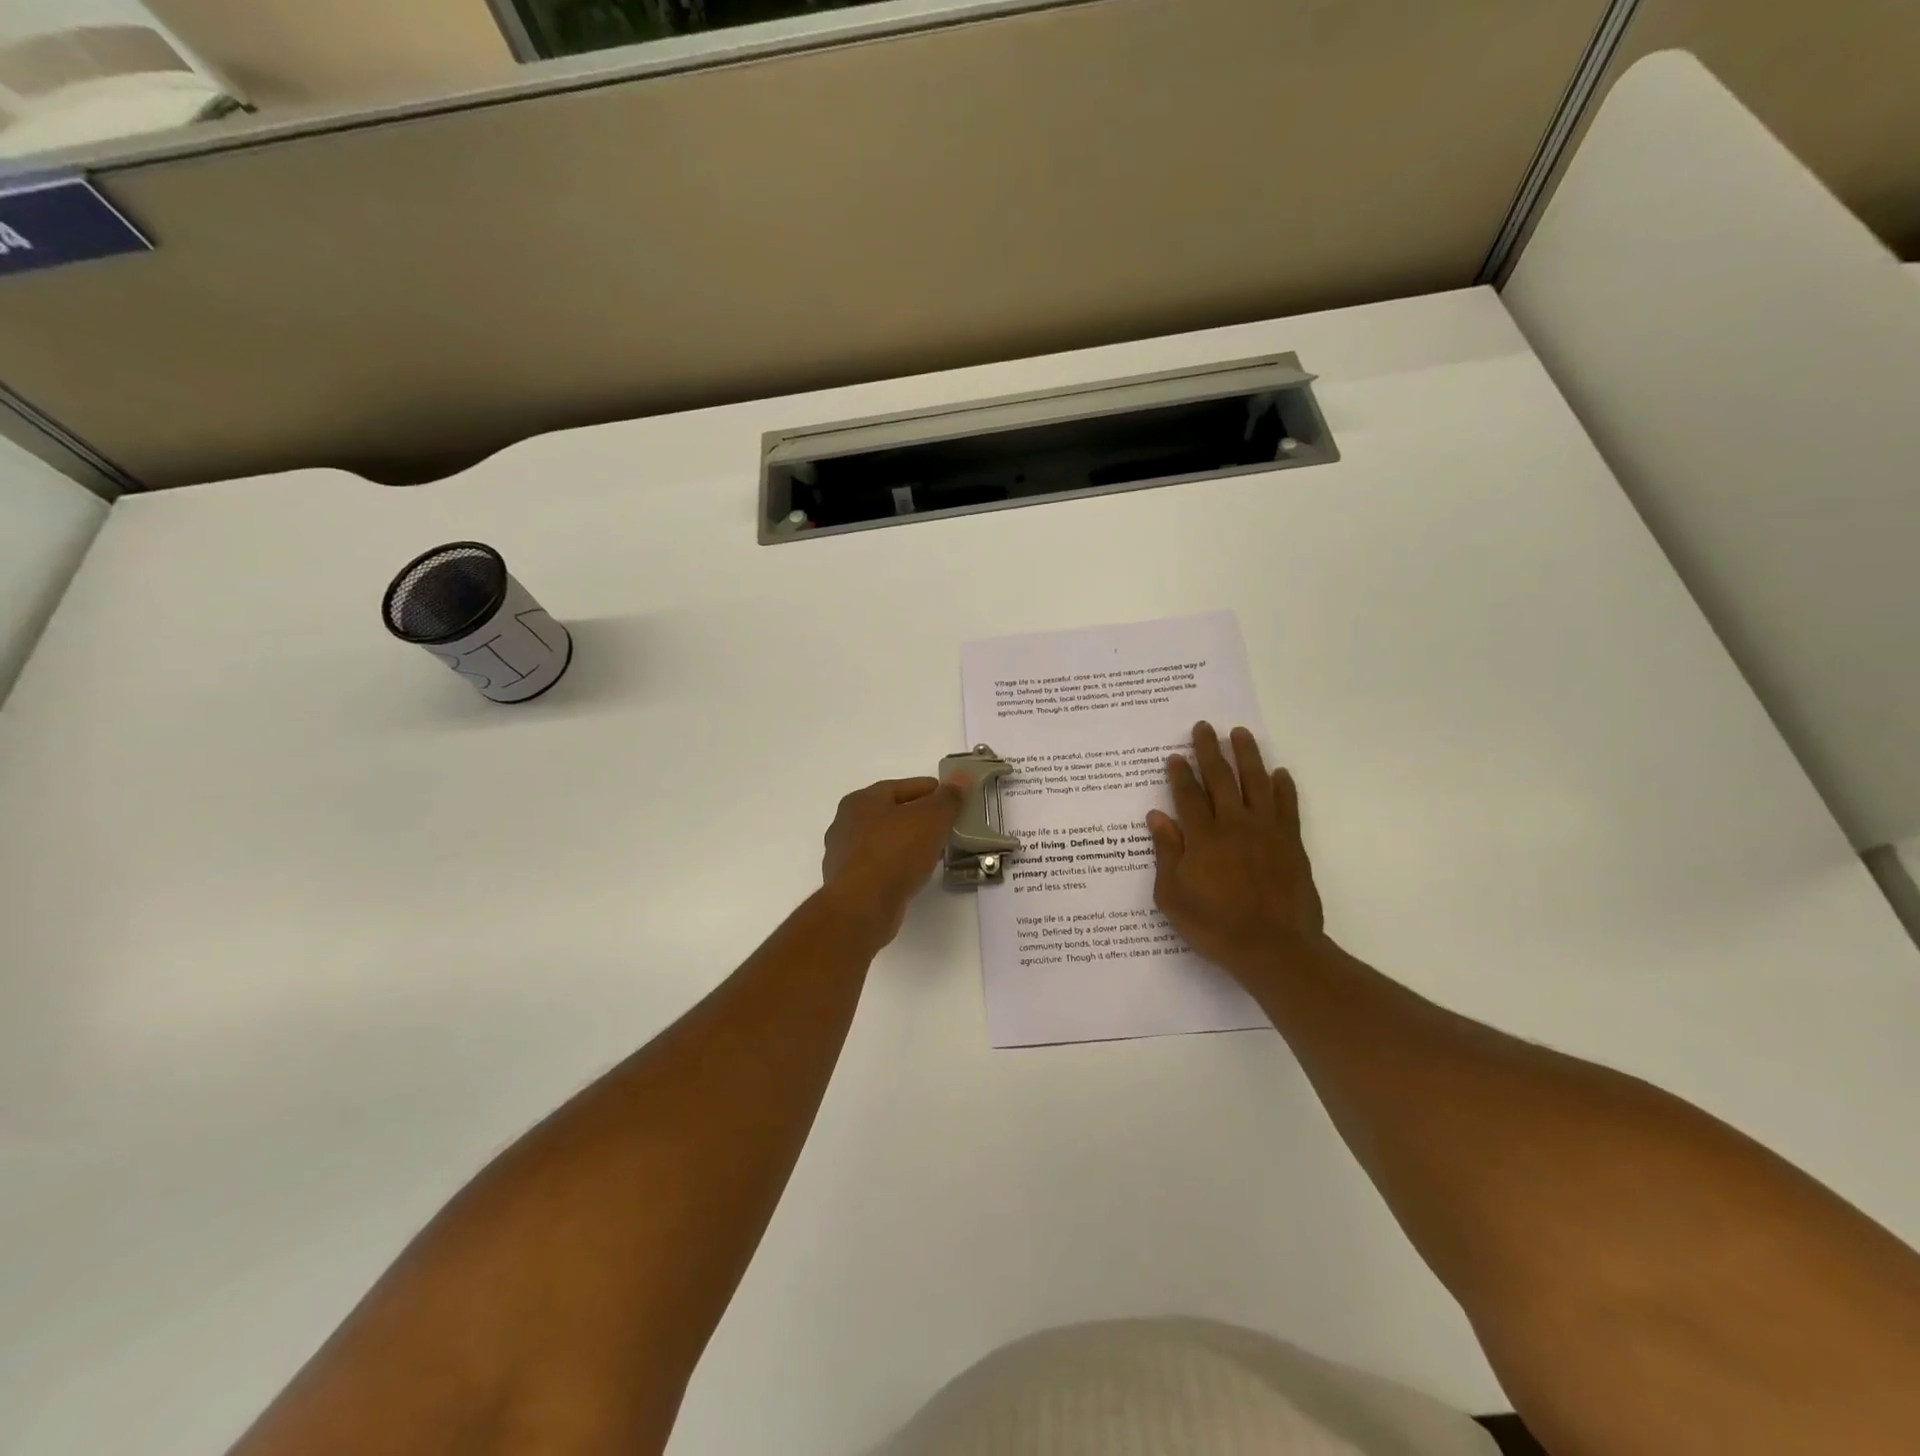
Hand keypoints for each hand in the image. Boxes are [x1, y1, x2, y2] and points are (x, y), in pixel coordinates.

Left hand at [821, 776, 965, 947]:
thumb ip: (948, 798)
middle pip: (891, 814)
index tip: (954, 800)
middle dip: (919, 818)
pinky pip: (880, 866)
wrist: (862, 907)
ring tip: (935, 852)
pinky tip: (915, 874)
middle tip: (947, 826)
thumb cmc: (895, 852)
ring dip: (908, 844)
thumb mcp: (931, 819)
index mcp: (861, 800)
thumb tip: (961, 776)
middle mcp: (846, 824)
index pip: (903, 787)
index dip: (932, 791)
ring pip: (885, 842)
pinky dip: (898, 866)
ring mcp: (844, 856)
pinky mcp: (848, 884)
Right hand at [1146, 722, 1325, 980]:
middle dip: (1209, 751)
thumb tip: (1157, 816)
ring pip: (1256, 782)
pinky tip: (1279, 773)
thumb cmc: (1215, 925)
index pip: (1187, 795)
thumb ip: (1167, 853)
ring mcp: (1266, 831)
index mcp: (1202, 837)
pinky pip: (1287, 806)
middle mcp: (1234, 824)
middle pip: (1220, 778)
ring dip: (1247, 755)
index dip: (1179, 774)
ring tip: (1240, 733)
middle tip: (1204, 727)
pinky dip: (1283, 787)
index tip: (1174, 756)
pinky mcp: (1291, 843)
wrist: (1274, 948)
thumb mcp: (1173, 896)